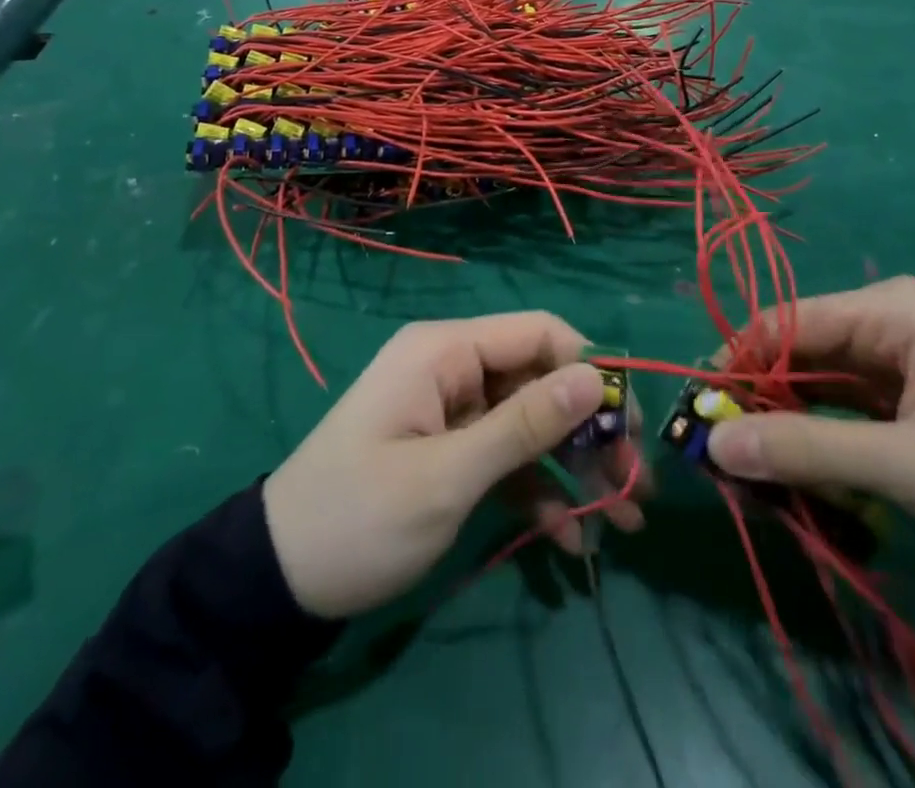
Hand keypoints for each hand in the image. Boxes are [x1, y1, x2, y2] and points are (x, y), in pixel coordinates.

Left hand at [263, 313, 645, 618]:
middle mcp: (454, 368)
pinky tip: (570, 541)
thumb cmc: (361, 517)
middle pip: (542, 381)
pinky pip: (508, 457)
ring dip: (576, 469)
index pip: (539, 333)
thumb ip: (525, 424)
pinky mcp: (452, 450)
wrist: (280, 581)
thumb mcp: (448, 476)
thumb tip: (595, 377)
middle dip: (589, 432)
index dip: (590, 370)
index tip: (628, 425)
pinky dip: (540, 492)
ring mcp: (453, 411)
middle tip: (634, 486)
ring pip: (532, 423)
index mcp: (446, 351)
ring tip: (623, 521)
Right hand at [707, 277, 914, 570]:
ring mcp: (891, 353)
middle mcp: (883, 317)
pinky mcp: (897, 388)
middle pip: (794, 347)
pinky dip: (811, 429)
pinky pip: (835, 399)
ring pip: (810, 376)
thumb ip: (809, 450)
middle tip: (725, 453)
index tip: (702, 415)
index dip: (736, 363)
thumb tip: (717, 444)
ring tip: (751, 465)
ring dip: (781, 417)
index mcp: (889, 310)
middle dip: (757, 396)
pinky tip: (790, 462)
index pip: (785, 322)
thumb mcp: (910, 466)